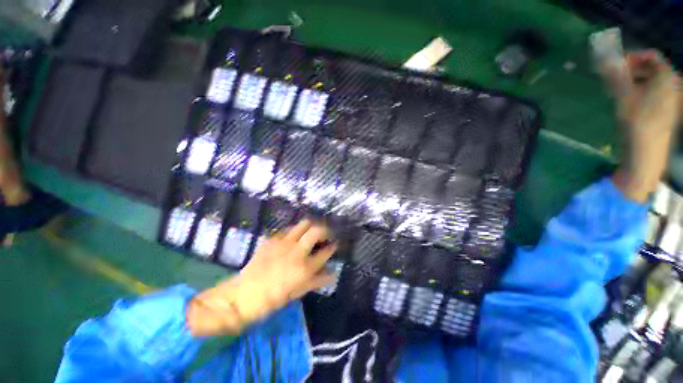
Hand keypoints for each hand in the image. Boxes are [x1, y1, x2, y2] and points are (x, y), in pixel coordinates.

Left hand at [187, 220, 337, 336]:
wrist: (244, 295)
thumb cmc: (273, 298)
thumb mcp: (298, 292)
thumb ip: (317, 280)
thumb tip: (333, 273)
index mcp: (305, 268)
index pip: (325, 252)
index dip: (333, 247)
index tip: (335, 244)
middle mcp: (297, 251)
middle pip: (317, 231)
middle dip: (325, 229)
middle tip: (326, 233)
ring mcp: (284, 243)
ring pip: (303, 224)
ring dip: (311, 226)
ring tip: (311, 231)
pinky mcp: (272, 239)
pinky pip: (288, 229)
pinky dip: (295, 230)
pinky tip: (293, 237)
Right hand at [602, 50, 680, 201]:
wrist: (647, 152)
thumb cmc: (637, 122)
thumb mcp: (623, 96)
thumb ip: (616, 75)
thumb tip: (604, 58)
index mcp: (666, 77)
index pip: (651, 56)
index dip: (633, 57)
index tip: (616, 65)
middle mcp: (673, 85)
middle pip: (653, 69)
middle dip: (633, 70)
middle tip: (616, 79)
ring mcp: (672, 99)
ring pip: (653, 82)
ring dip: (636, 82)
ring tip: (620, 91)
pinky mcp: (668, 111)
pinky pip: (655, 93)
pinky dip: (642, 92)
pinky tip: (631, 102)